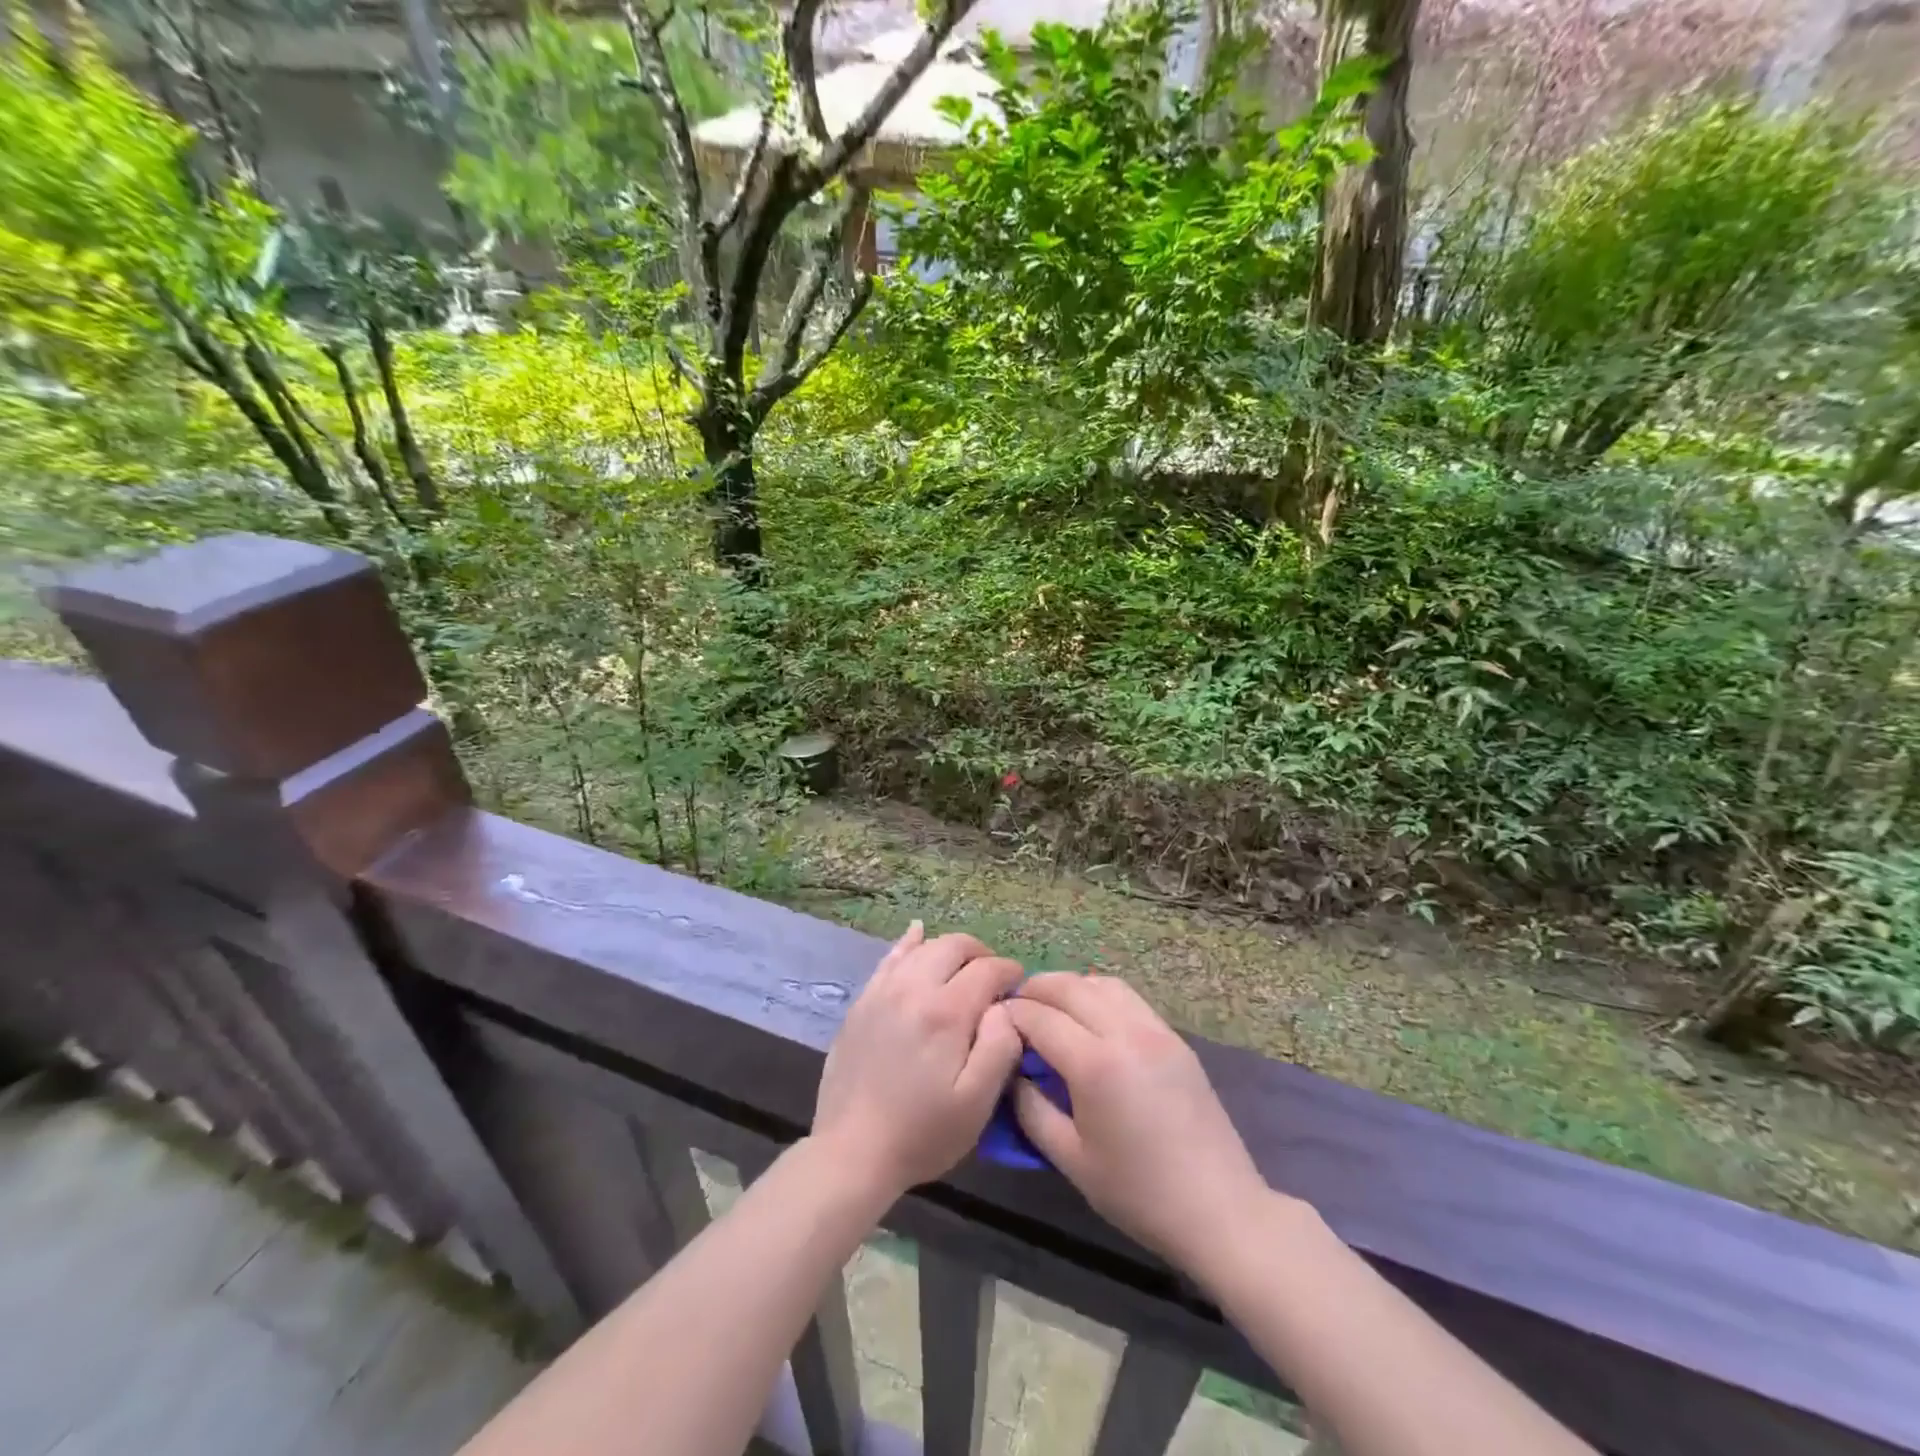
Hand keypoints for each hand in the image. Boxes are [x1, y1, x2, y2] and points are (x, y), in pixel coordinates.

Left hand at [812, 922, 1024, 1201]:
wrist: (851, 1151)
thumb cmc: (922, 1133)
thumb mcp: (977, 1102)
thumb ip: (1000, 1046)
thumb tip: (1006, 1007)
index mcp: (946, 1011)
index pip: (987, 969)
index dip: (1010, 972)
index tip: (1020, 987)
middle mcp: (913, 987)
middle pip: (955, 946)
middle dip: (981, 955)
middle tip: (994, 980)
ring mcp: (882, 990)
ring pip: (923, 947)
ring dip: (949, 950)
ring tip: (963, 969)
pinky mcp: (862, 1001)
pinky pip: (889, 958)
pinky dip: (909, 943)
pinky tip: (917, 934)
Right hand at [1006, 974, 1272, 1271]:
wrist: (1219, 1209)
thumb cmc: (1138, 1193)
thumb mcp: (1071, 1159)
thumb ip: (1031, 1109)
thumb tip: (1012, 1072)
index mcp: (1095, 1064)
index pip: (1040, 1017)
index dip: (1012, 1014)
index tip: (994, 1020)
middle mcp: (1125, 1033)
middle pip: (1069, 987)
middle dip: (1036, 989)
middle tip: (1016, 1006)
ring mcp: (1155, 1030)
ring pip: (1102, 983)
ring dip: (1070, 987)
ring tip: (1052, 1007)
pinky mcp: (1174, 1037)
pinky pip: (1128, 997)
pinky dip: (1100, 994)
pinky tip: (1091, 1018)